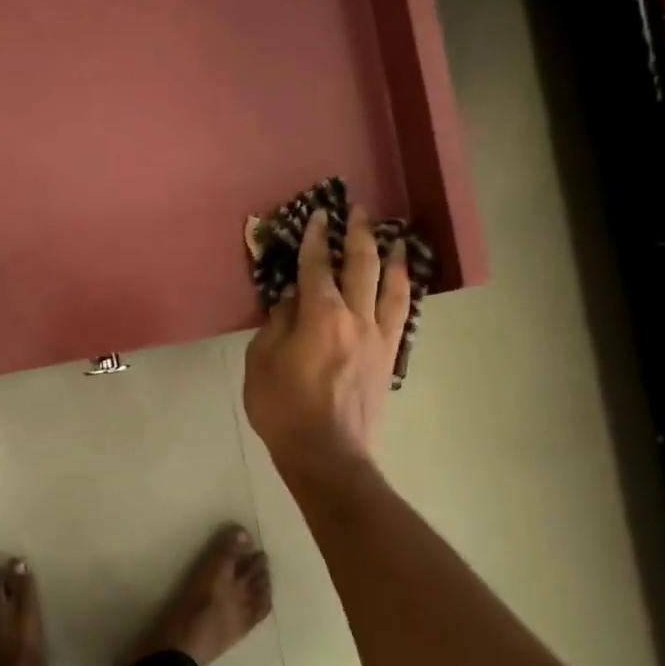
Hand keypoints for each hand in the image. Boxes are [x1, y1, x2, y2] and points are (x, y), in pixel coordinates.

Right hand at [243, 205, 409, 472]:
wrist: (327, 454)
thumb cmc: (283, 409)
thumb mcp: (262, 363)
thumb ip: (278, 325)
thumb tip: (292, 300)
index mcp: (320, 317)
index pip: (317, 267)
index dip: (316, 239)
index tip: (318, 215)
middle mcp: (356, 318)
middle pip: (362, 267)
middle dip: (359, 235)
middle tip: (359, 211)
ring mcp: (378, 338)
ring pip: (392, 288)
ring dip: (392, 259)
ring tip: (394, 240)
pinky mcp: (388, 358)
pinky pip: (401, 316)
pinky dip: (402, 293)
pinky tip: (401, 286)